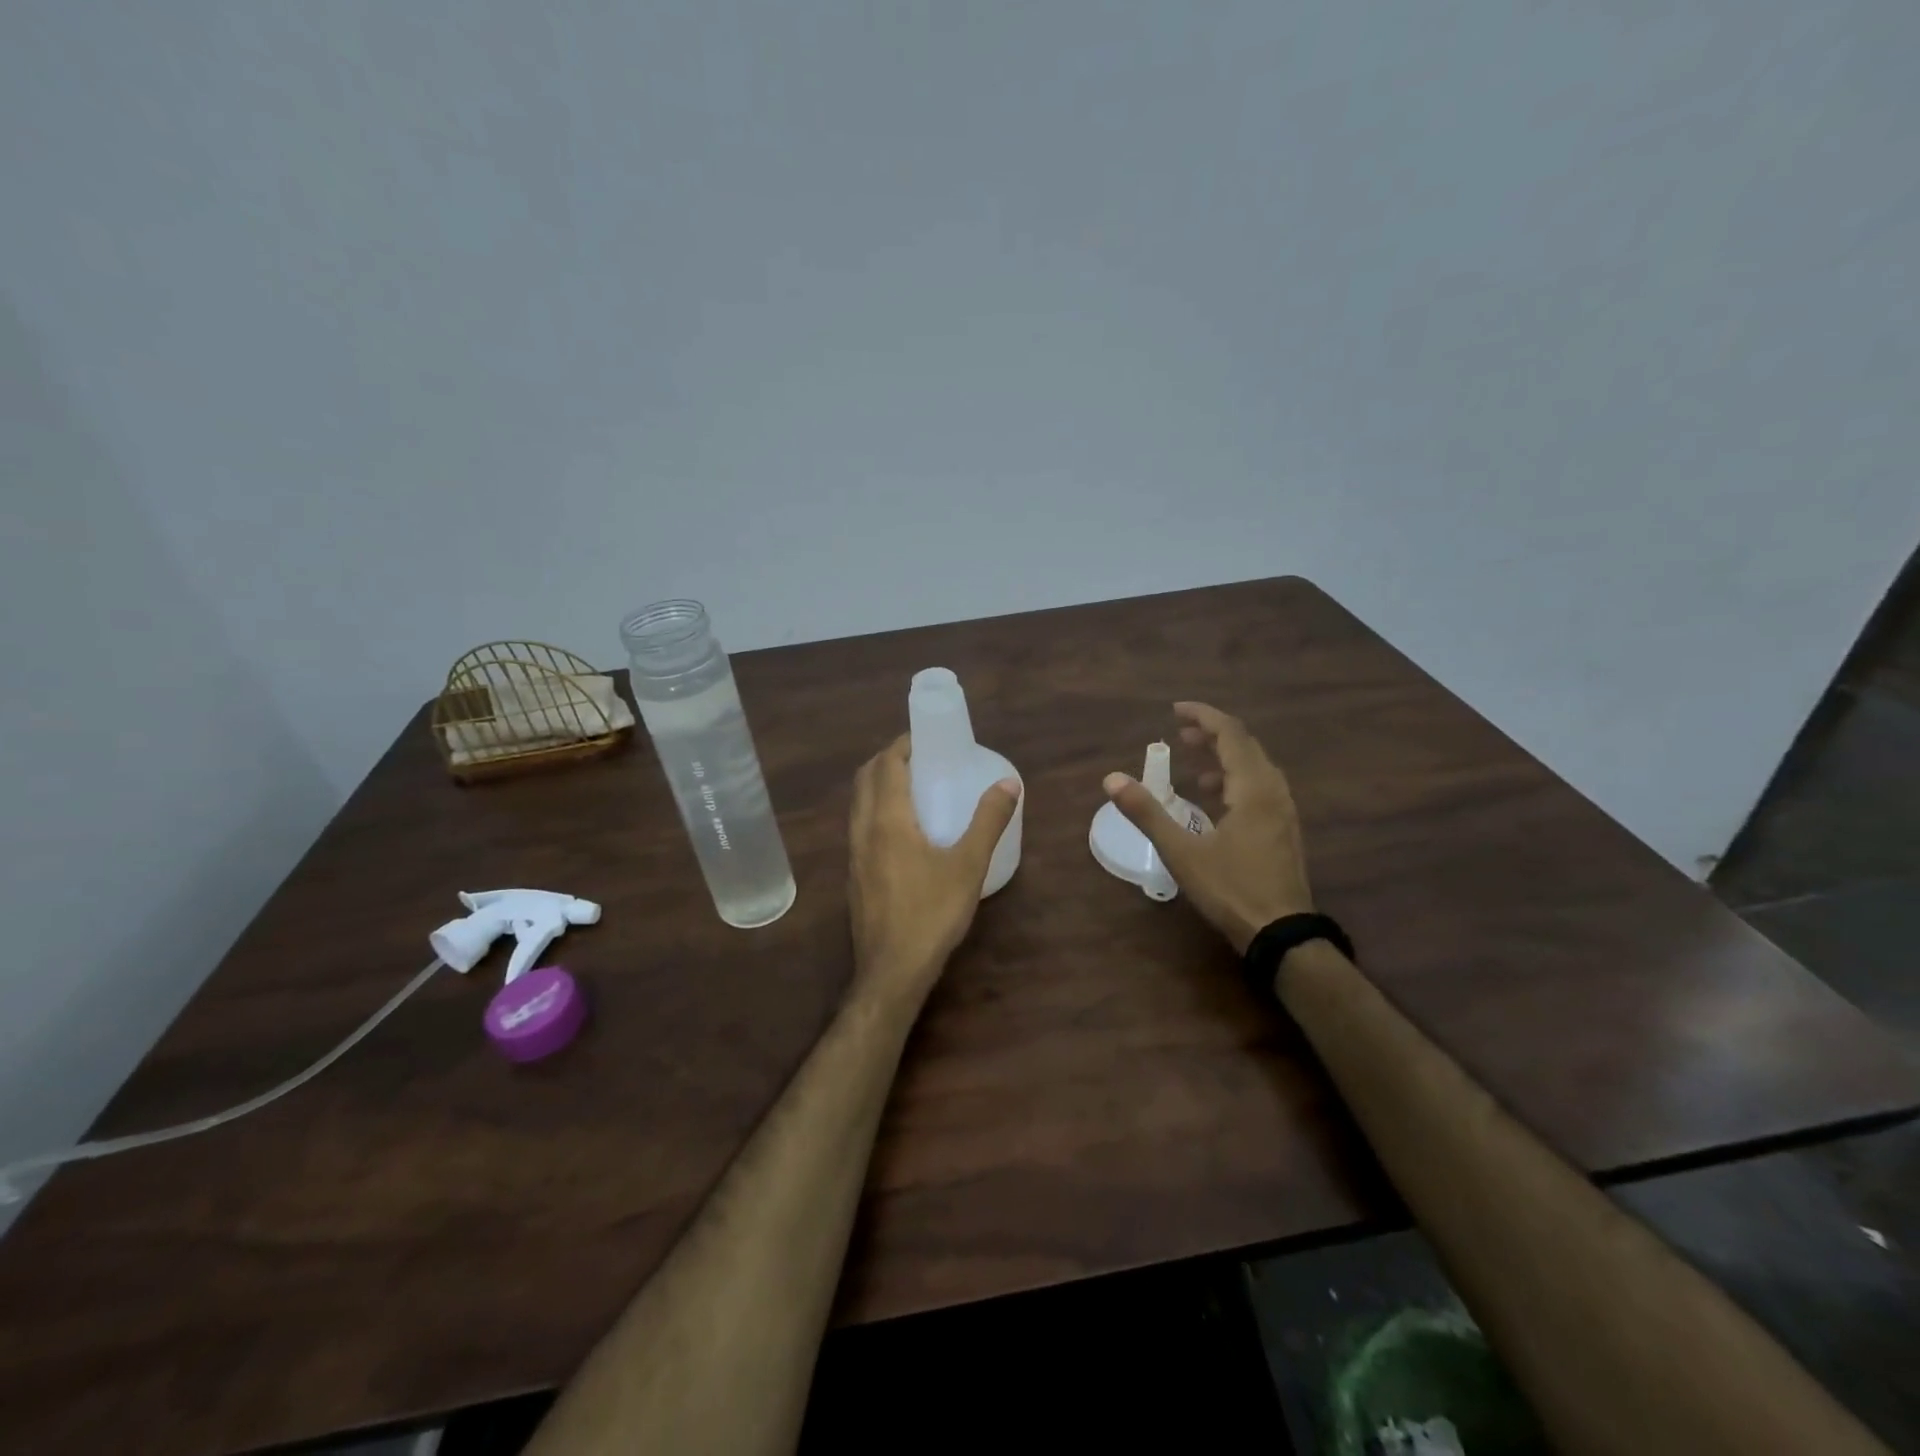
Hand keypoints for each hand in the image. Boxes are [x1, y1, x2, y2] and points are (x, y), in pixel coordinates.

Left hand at [849, 735, 1020, 1009]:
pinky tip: (901, 830)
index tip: (924, 737)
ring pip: (858, 804)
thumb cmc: (932, 913)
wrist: (892, 971)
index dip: (902, 745)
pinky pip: (859, 827)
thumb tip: (1008, 783)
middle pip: (865, 779)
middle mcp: (863, 831)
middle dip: (887, 759)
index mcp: (887, 820)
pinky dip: (875, 810)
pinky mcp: (854, 876)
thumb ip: (988, 821)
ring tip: (911, 787)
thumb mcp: (968, 865)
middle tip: (919, 757)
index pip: (886, 766)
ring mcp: (853, 855)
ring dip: (878, 785)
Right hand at [1103, 702, 1313, 953]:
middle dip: (1212, 734)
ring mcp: (1283, 812)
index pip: (1231, 734)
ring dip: (1225, 757)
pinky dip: (1235, 779)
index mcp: (1253, 789)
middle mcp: (1274, 792)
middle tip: (1180, 733)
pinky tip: (1216, 799)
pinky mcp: (1284, 830)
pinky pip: (1260, 787)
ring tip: (1194, 762)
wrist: (1282, 935)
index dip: (1203, 716)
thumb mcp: (1182, 852)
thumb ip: (1147, 813)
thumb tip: (1112, 779)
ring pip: (1256, 767)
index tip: (1175, 709)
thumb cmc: (1231, 890)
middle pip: (1246, 746)